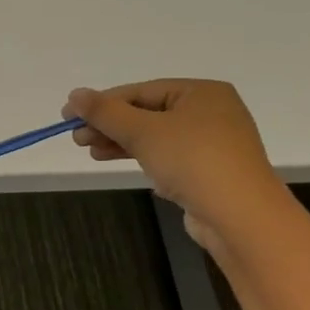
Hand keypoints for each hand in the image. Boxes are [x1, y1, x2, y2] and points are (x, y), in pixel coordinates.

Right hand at [62, 80, 287, 249]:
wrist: (241, 218)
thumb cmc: (193, 161)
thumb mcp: (143, 131)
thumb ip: (106, 112)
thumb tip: (74, 94)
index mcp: (202, 92)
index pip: (141, 91)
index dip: (102, 103)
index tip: (69, 116)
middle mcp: (211, 112)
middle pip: (147, 113)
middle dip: (110, 125)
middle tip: (77, 138)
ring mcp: (213, 144)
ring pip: (156, 136)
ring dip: (120, 142)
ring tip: (91, 152)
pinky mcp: (210, 171)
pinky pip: (167, 156)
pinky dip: (141, 157)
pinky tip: (118, 163)